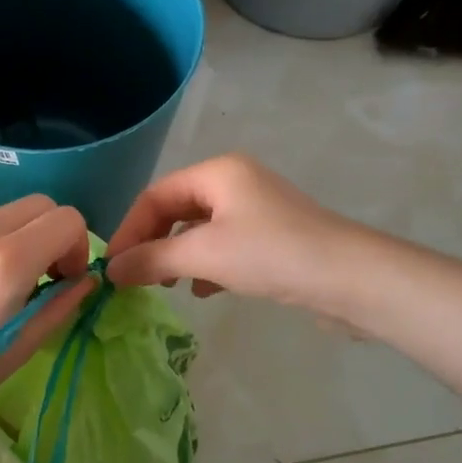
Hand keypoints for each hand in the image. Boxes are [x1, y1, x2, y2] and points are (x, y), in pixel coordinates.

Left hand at [0, 196, 93, 425]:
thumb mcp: (21, 347)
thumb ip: (61, 304)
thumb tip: (86, 279)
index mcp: (4, 262)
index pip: (66, 220)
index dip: (78, 247)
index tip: (65, 280)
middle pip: (38, 205)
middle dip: (52, 235)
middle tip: (43, 277)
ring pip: (4, 212)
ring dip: (19, 237)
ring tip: (2, 283)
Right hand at [105, 154, 352, 312]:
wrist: (351, 278)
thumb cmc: (271, 254)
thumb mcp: (204, 255)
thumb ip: (152, 259)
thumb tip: (110, 270)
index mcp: (217, 172)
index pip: (155, 195)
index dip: (129, 229)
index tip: (112, 265)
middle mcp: (235, 181)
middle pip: (176, 209)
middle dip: (153, 243)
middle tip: (135, 277)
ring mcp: (256, 209)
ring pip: (199, 229)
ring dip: (177, 256)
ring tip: (166, 286)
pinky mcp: (272, 236)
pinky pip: (224, 244)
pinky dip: (206, 264)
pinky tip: (203, 290)